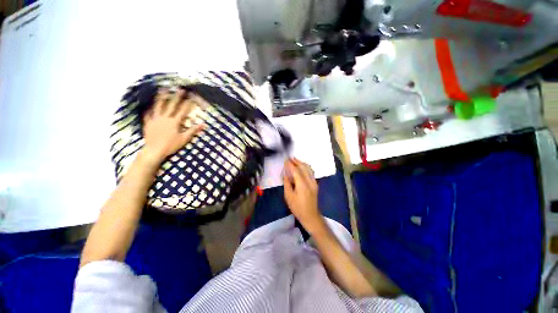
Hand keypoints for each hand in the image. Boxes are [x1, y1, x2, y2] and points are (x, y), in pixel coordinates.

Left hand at [142, 89, 204, 163]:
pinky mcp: (148, 123)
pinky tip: (149, 105)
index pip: (182, 111)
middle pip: (171, 105)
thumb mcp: (184, 139)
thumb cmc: (171, 145)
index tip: (191, 97)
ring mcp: (155, 119)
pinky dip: (149, 109)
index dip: (187, 104)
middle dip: (176, 97)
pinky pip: (148, 114)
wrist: (154, 150)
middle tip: (179, 89)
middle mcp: (164, 118)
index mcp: (174, 122)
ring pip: (158, 106)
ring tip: (162, 89)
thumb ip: (193, 130)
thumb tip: (203, 125)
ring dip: (161, 97)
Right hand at [283, 158, 322, 230]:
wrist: (310, 216)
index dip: (290, 165)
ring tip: (295, 160)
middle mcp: (309, 181)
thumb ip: (287, 184)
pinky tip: (302, 167)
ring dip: (302, 163)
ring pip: (309, 169)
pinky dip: (306, 167)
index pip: (296, 171)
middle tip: (290, 158)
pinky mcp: (315, 184)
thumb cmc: (297, 207)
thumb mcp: (289, 197)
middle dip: (296, 162)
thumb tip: (285, 174)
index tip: (286, 160)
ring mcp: (314, 182)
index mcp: (302, 184)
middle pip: (303, 167)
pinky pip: (311, 172)